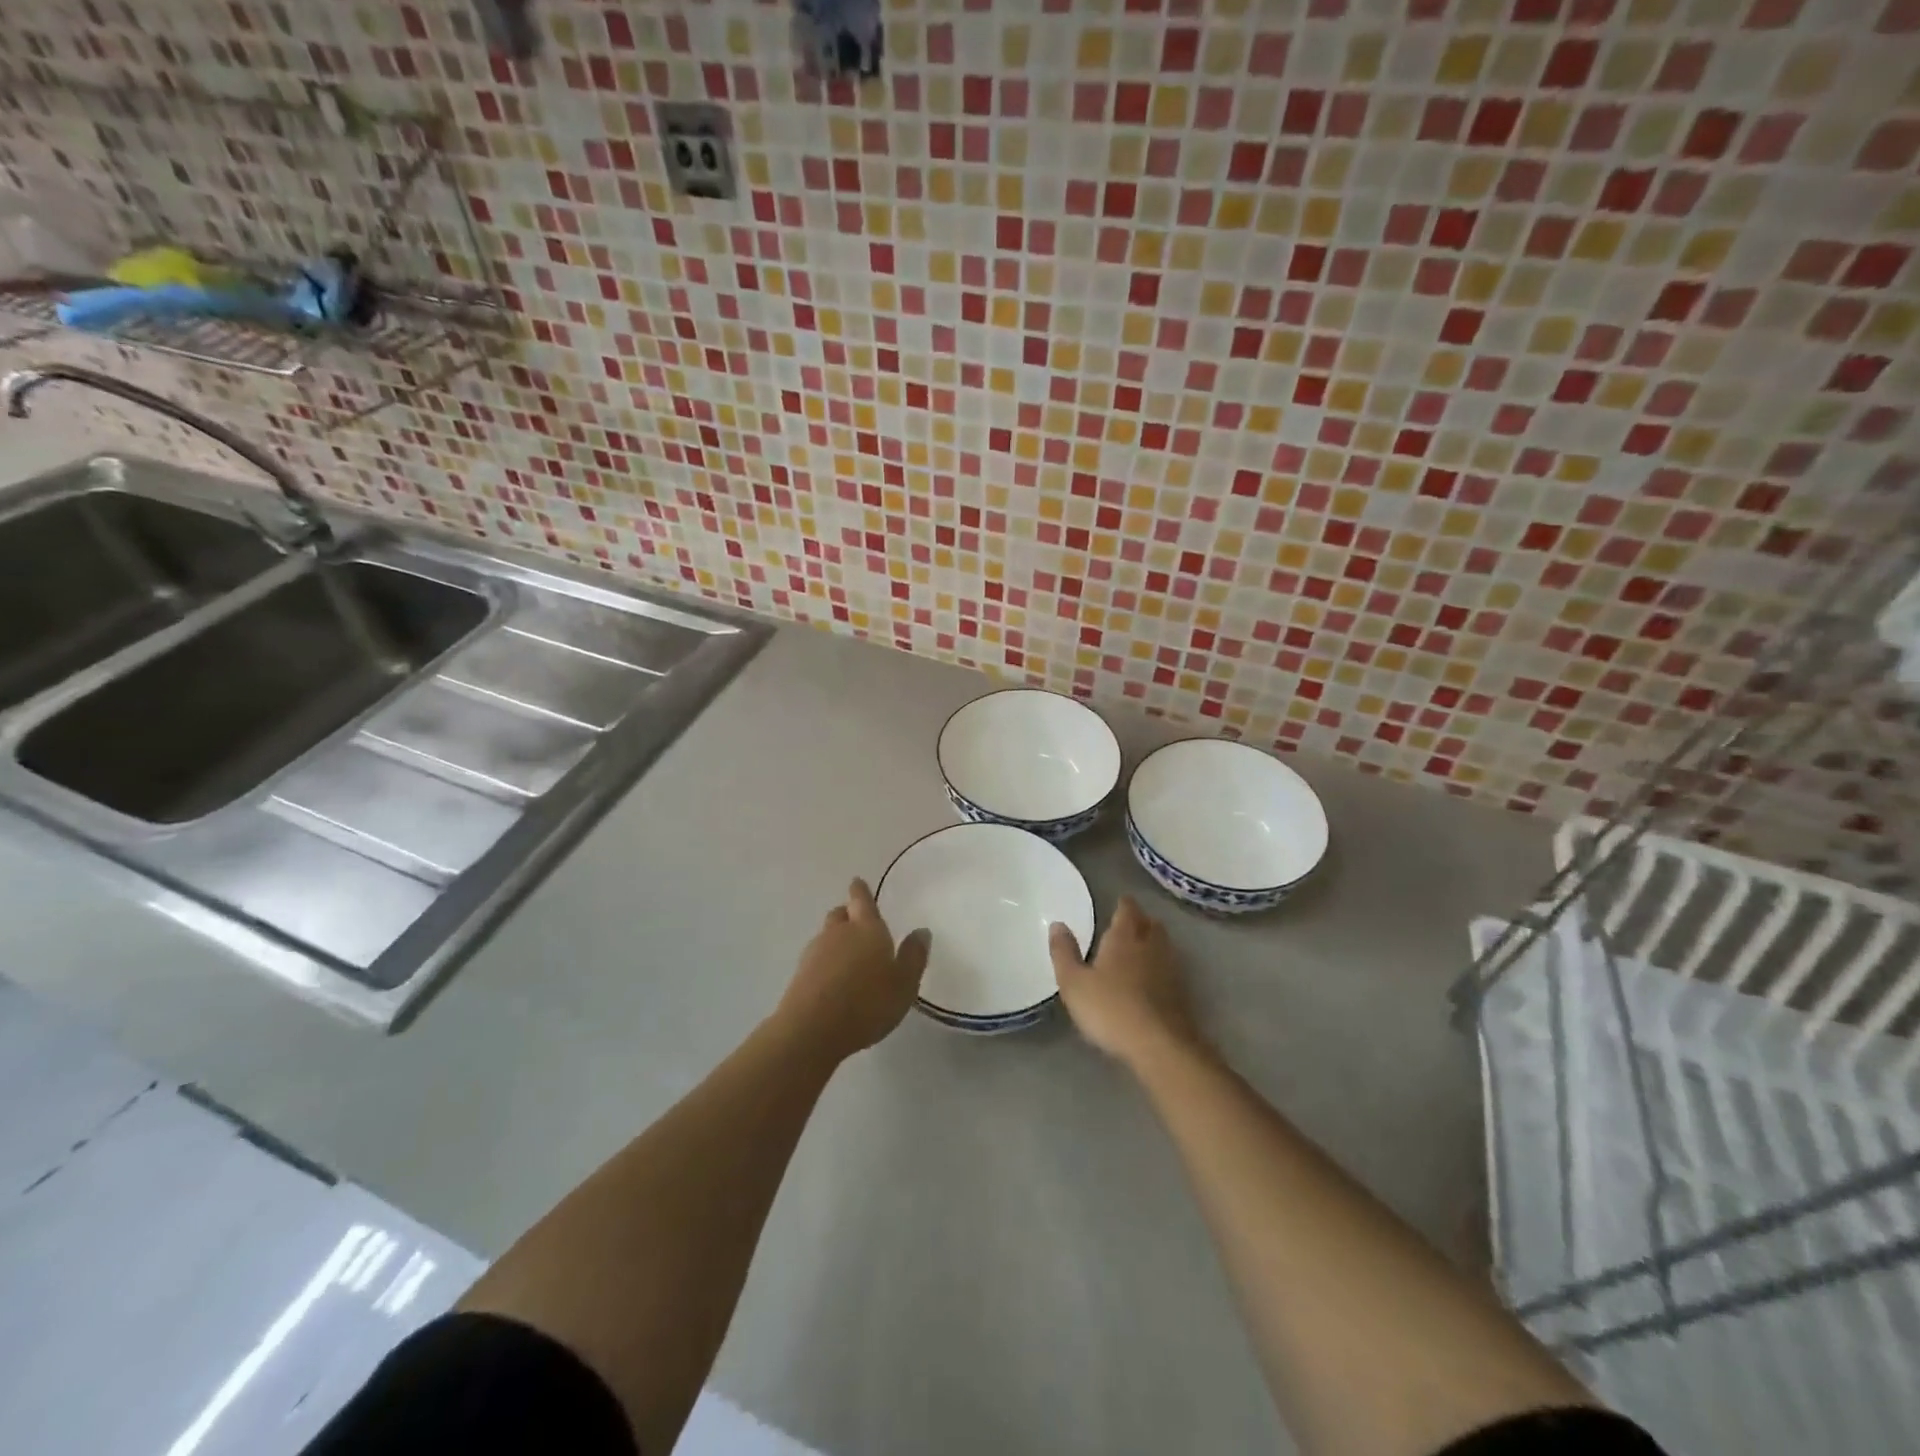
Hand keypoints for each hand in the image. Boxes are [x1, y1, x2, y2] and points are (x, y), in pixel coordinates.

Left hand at [777, 879, 930, 1060]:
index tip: (857, 882)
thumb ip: (914, 956)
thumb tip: (921, 930)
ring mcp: (815, 952)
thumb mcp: (904, 984)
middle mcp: (838, 933)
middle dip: (848, 914)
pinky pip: (817, 959)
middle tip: (858, 922)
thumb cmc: (867, 1003)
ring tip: (849, 958)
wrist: (812, 1029)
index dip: (860, 891)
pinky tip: (835, 981)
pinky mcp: (800, 975)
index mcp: (867, 928)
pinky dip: (826, 963)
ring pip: (827, 936)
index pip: (862, 900)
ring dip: (836, 941)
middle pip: (840, 914)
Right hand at [1050, 896, 1204, 1069]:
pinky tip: (1152, 978)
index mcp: (1124, 937)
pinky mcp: (1181, 993)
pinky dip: (1161, 966)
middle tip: (1129, 923)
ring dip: (1154, 942)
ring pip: (1164, 945)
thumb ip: (1064, 953)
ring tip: (1140, 947)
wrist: (1159, 1045)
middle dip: (1141, 920)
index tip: (1119, 902)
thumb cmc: (1110, 1008)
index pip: (1128, 909)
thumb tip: (1057, 924)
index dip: (1124, 904)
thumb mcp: (1074, 983)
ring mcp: (1170, 969)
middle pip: (1150, 924)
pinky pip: (1170, 968)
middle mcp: (1150, 946)